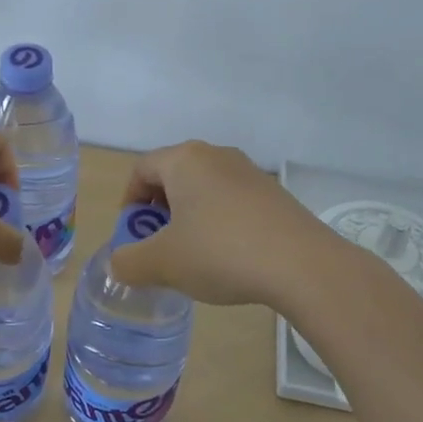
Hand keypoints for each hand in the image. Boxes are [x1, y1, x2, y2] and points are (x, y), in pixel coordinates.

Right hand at [108, 141, 324, 305]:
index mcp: (184, 160)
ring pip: (204, 190)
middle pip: (173, 176)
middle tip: (158, 247)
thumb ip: (129, 262)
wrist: (303, 265)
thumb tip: (119, 265)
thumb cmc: (220, 253)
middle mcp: (216, 155)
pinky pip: (232, 202)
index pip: (141, 169)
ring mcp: (250, 173)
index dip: (128, 202)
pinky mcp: (274, 194)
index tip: (131, 236)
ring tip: (192, 256)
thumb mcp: (163, 263)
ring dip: (189, 219)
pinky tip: (228, 257)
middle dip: (158, 212)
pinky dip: (219, 224)